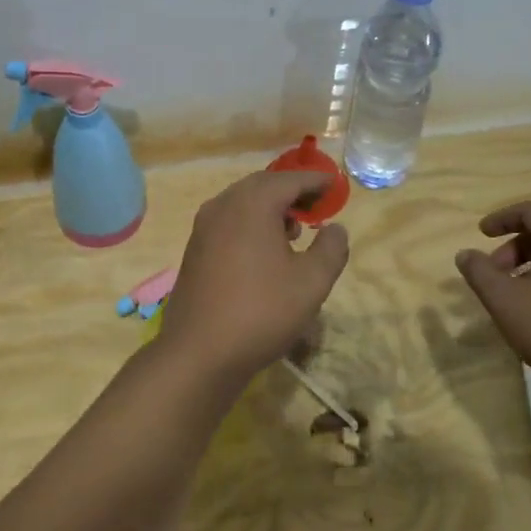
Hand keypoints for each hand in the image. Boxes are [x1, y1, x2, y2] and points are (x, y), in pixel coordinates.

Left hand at [159, 170, 349, 380]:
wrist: (199, 351)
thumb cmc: (261, 311)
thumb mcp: (311, 282)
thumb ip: (331, 249)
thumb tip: (336, 228)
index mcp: (252, 204)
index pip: (289, 179)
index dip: (315, 181)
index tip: (334, 185)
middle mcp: (223, 205)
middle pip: (262, 185)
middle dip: (291, 191)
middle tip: (317, 204)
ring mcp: (204, 226)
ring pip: (242, 202)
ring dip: (269, 207)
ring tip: (294, 229)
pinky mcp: (194, 248)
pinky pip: (228, 221)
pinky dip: (250, 222)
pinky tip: (264, 250)